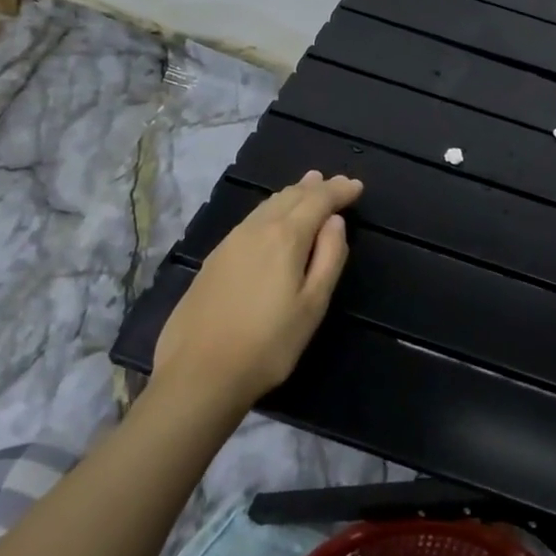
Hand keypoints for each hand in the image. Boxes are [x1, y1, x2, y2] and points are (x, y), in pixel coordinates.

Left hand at [152, 171, 363, 405]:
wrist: (198, 373)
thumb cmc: (268, 344)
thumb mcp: (313, 305)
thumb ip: (329, 258)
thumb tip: (335, 222)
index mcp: (285, 237)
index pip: (318, 201)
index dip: (339, 191)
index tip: (356, 186)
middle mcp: (256, 229)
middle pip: (290, 197)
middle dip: (315, 188)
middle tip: (334, 182)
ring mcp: (230, 242)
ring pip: (267, 205)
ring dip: (291, 194)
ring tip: (306, 188)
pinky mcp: (214, 259)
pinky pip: (251, 219)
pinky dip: (271, 210)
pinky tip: (272, 218)